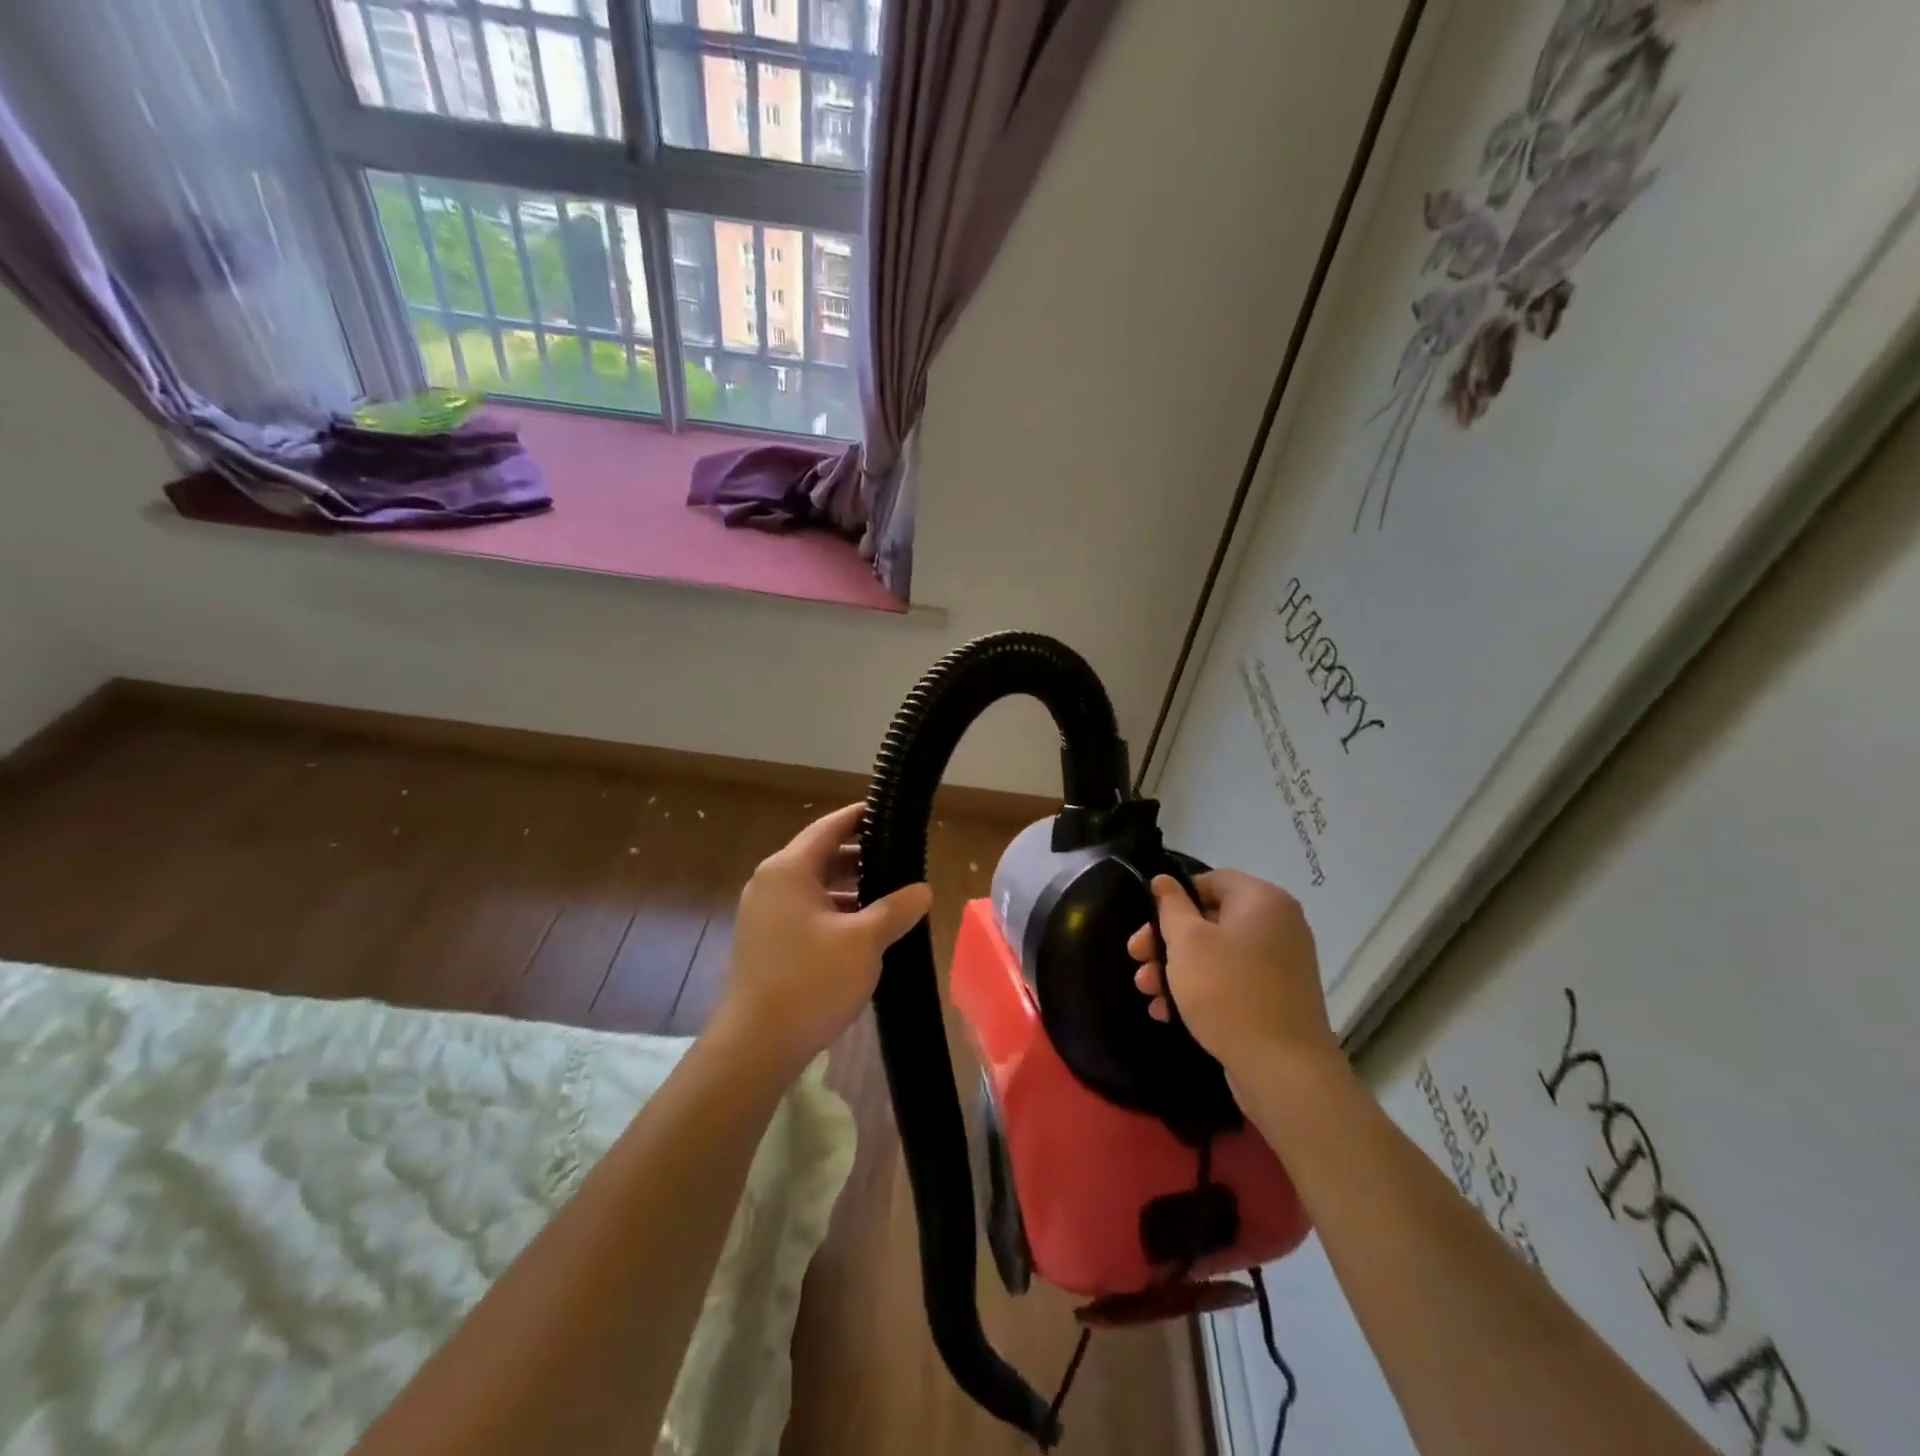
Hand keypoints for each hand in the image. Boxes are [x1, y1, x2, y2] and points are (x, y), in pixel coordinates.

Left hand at [714, 803, 931, 1076]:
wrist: (756, 1045)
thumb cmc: (811, 981)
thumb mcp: (864, 941)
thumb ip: (896, 909)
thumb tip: (923, 889)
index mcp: (788, 870)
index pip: (829, 828)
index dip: (859, 817)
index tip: (889, 812)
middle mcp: (771, 883)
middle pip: (821, 856)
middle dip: (861, 856)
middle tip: (902, 858)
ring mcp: (765, 914)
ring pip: (815, 887)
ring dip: (850, 888)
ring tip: (891, 894)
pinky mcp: (766, 942)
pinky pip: (806, 911)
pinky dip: (834, 911)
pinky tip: (865, 929)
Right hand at [1127, 869, 1337, 1082]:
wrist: (1283, 1071)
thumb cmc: (1228, 992)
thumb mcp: (1187, 942)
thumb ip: (1170, 906)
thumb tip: (1164, 881)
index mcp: (1262, 900)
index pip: (1211, 880)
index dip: (1175, 897)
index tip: (1149, 922)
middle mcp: (1278, 925)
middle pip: (1210, 919)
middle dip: (1167, 940)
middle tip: (1136, 957)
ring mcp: (1280, 964)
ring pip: (1216, 954)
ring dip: (1176, 968)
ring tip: (1146, 991)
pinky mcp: (1276, 998)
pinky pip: (1231, 980)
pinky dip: (1200, 989)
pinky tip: (1167, 1011)